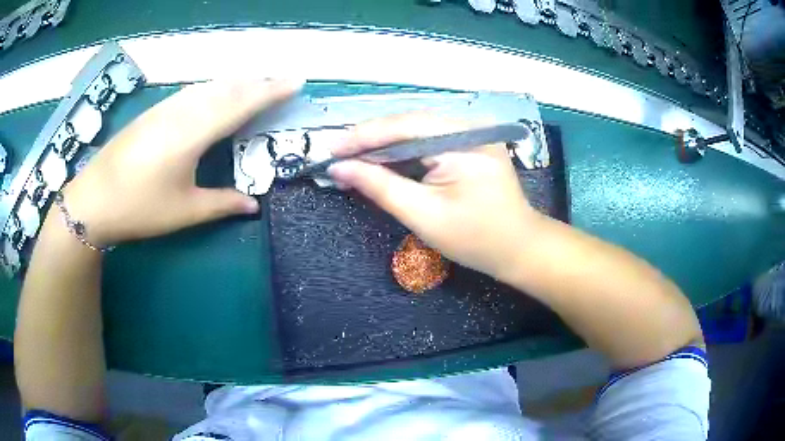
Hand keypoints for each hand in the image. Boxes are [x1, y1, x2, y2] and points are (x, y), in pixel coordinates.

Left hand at [62, 79, 301, 245]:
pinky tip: (216, 92)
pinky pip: (193, 91)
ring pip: (210, 86)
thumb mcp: (183, 212)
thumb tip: (253, 205)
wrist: (93, 200)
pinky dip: (214, 88)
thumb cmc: (139, 207)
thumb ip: (221, 204)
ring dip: (237, 82)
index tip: (296, 82)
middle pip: (228, 87)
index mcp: (194, 132)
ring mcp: (166, 108)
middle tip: (283, 80)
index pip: (241, 103)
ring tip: (257, 82)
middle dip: (259, 81)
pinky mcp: (154, 112)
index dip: (271, 91)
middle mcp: (183, 111)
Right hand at [328, 113, 539, 280]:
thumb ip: (380, 186)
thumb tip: (339, 168)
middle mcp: (470, 127)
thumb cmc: (476, 239)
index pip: (404, 127)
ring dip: (383, 146)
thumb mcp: (424, 215)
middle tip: (336, 156)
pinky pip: (428, 140)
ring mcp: (472, 133)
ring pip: (415, 131)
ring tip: (351, 160)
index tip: (330, 149)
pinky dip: (402, 152)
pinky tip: (381, 161)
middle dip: (370, 141)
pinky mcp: (469, 143)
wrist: (518, 247)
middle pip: (408, 124)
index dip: (363, 136)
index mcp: (464, 141)